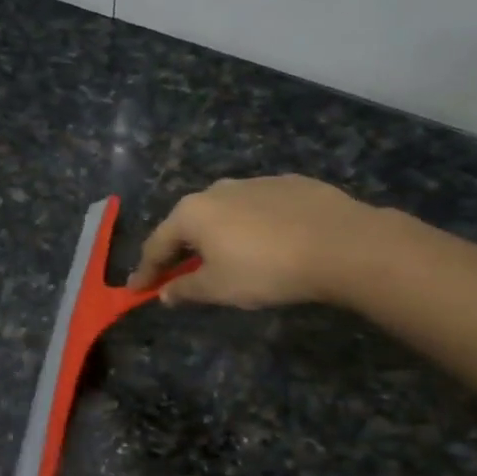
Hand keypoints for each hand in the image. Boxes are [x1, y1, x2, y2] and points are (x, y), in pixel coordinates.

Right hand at [127, 175, 377, 308]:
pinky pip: (257, 208)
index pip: (157, 245)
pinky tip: (267, 242)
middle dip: (179, 250)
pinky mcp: (289, 184)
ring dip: (216, 235)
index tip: (136, 289)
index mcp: (192, 212)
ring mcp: (254, 182)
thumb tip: (164, 293)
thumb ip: (186, 290)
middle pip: (188, 223)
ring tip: (224, 257)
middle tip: (176, 273)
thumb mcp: (219, 288)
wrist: (340, 243)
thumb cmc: (266, 269)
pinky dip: (250, 226)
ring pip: (223, 212)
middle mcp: (217, 189)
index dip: (145, 271)